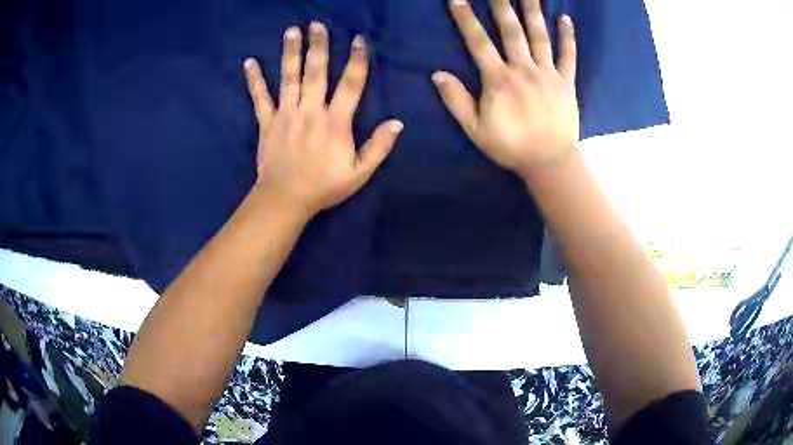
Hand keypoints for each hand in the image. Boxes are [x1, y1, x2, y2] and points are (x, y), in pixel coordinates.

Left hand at [244, 23, 402, 217]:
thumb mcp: (359, 173)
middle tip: (317, 24)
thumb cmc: (324, 187)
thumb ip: (379, 147)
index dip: (357, 60)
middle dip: (318, 46)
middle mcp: (311, 110)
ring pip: (289, 78)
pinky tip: (249, 62)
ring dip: (290, 52)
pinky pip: (259, 97)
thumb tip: (397, 123)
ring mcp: (286, 114)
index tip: (359, 40)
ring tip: (291, 31)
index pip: (350, 84)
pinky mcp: (267, 122)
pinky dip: (254, 80)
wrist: (285, 200)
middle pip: (316, 72)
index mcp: (335, 122)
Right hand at [433, 0, 578, 178]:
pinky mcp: (566, 82)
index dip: (466, 19)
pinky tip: (565, 19)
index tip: (458, 0)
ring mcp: (548, 74)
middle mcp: (523, 69)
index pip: (478, 42)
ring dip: (533, 12)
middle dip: (502, 6)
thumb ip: (457, 101)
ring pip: (540, 37)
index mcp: (499, 80)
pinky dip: (567, 37)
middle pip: (511, 31)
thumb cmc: (511, 147)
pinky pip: (568, 56)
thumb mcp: (476, 130)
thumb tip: (437, 74)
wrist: (550, 163)